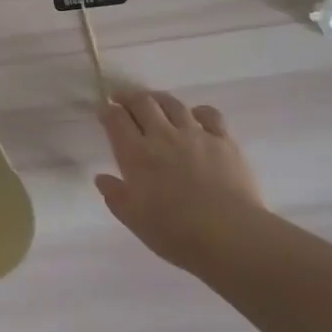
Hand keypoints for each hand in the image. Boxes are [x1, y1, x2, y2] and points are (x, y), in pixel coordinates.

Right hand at [96, 91, 266, 271]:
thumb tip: (102, 178)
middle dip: (128, 97)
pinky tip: (195, 116)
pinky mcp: (223, 140)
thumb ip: (115, 196)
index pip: (116, 120)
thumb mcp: (135, 220)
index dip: (107, 111)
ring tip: (153, 101)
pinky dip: (197, 111)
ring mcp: (195, 134)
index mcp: (137, 155)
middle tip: (122, 98)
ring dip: (158, 98)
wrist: (229, 235)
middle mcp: (163, 136)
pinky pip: (209, 114)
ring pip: (173, 104)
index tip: (103, 109)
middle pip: (143, 103)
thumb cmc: (175, 232)